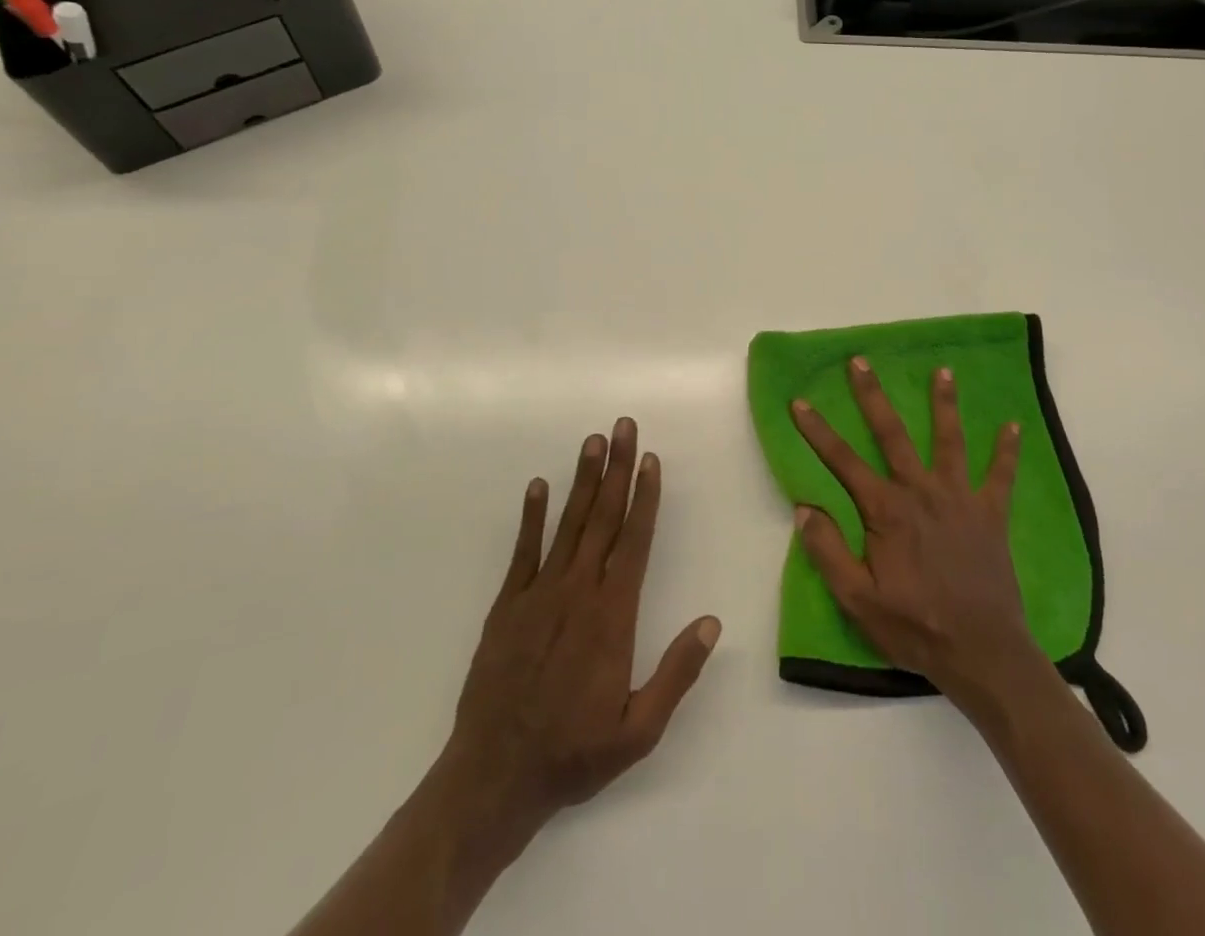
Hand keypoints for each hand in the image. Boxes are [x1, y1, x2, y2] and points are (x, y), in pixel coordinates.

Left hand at [428, 418, 719, 865]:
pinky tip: (538, 486)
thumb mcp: (639, 730)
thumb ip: (676, 673)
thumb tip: (711, 622)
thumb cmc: (574, 753)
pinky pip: (523, 550)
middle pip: (604, 518)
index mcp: (613, 615)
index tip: (652, 460)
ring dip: (583, 480)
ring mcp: (540, 593)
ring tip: (593, 441)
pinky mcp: (508, 605)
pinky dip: (532, 516)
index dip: (645, 497)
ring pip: (568, 524)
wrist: (493, 777)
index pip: (635, 541)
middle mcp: (579, 591)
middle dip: (618, 469)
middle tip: (624, 426)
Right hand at [790, 358, 1039, 708]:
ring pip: (949, 440)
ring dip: (944, 403)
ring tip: (943, 370)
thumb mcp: (858, 601)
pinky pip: (1000, 476)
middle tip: (860, 361)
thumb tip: (803, 507)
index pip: (843, 461)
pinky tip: (1014, 426)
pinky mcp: (991, 514)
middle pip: (892, 434)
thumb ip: (828, 552)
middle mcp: (921, 492)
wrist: (983, 654)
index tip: (800, 401)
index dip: (818, 431)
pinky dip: (1007, 451)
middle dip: (873, 395)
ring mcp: (960, 499)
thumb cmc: (915, 628)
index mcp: (886, 510)